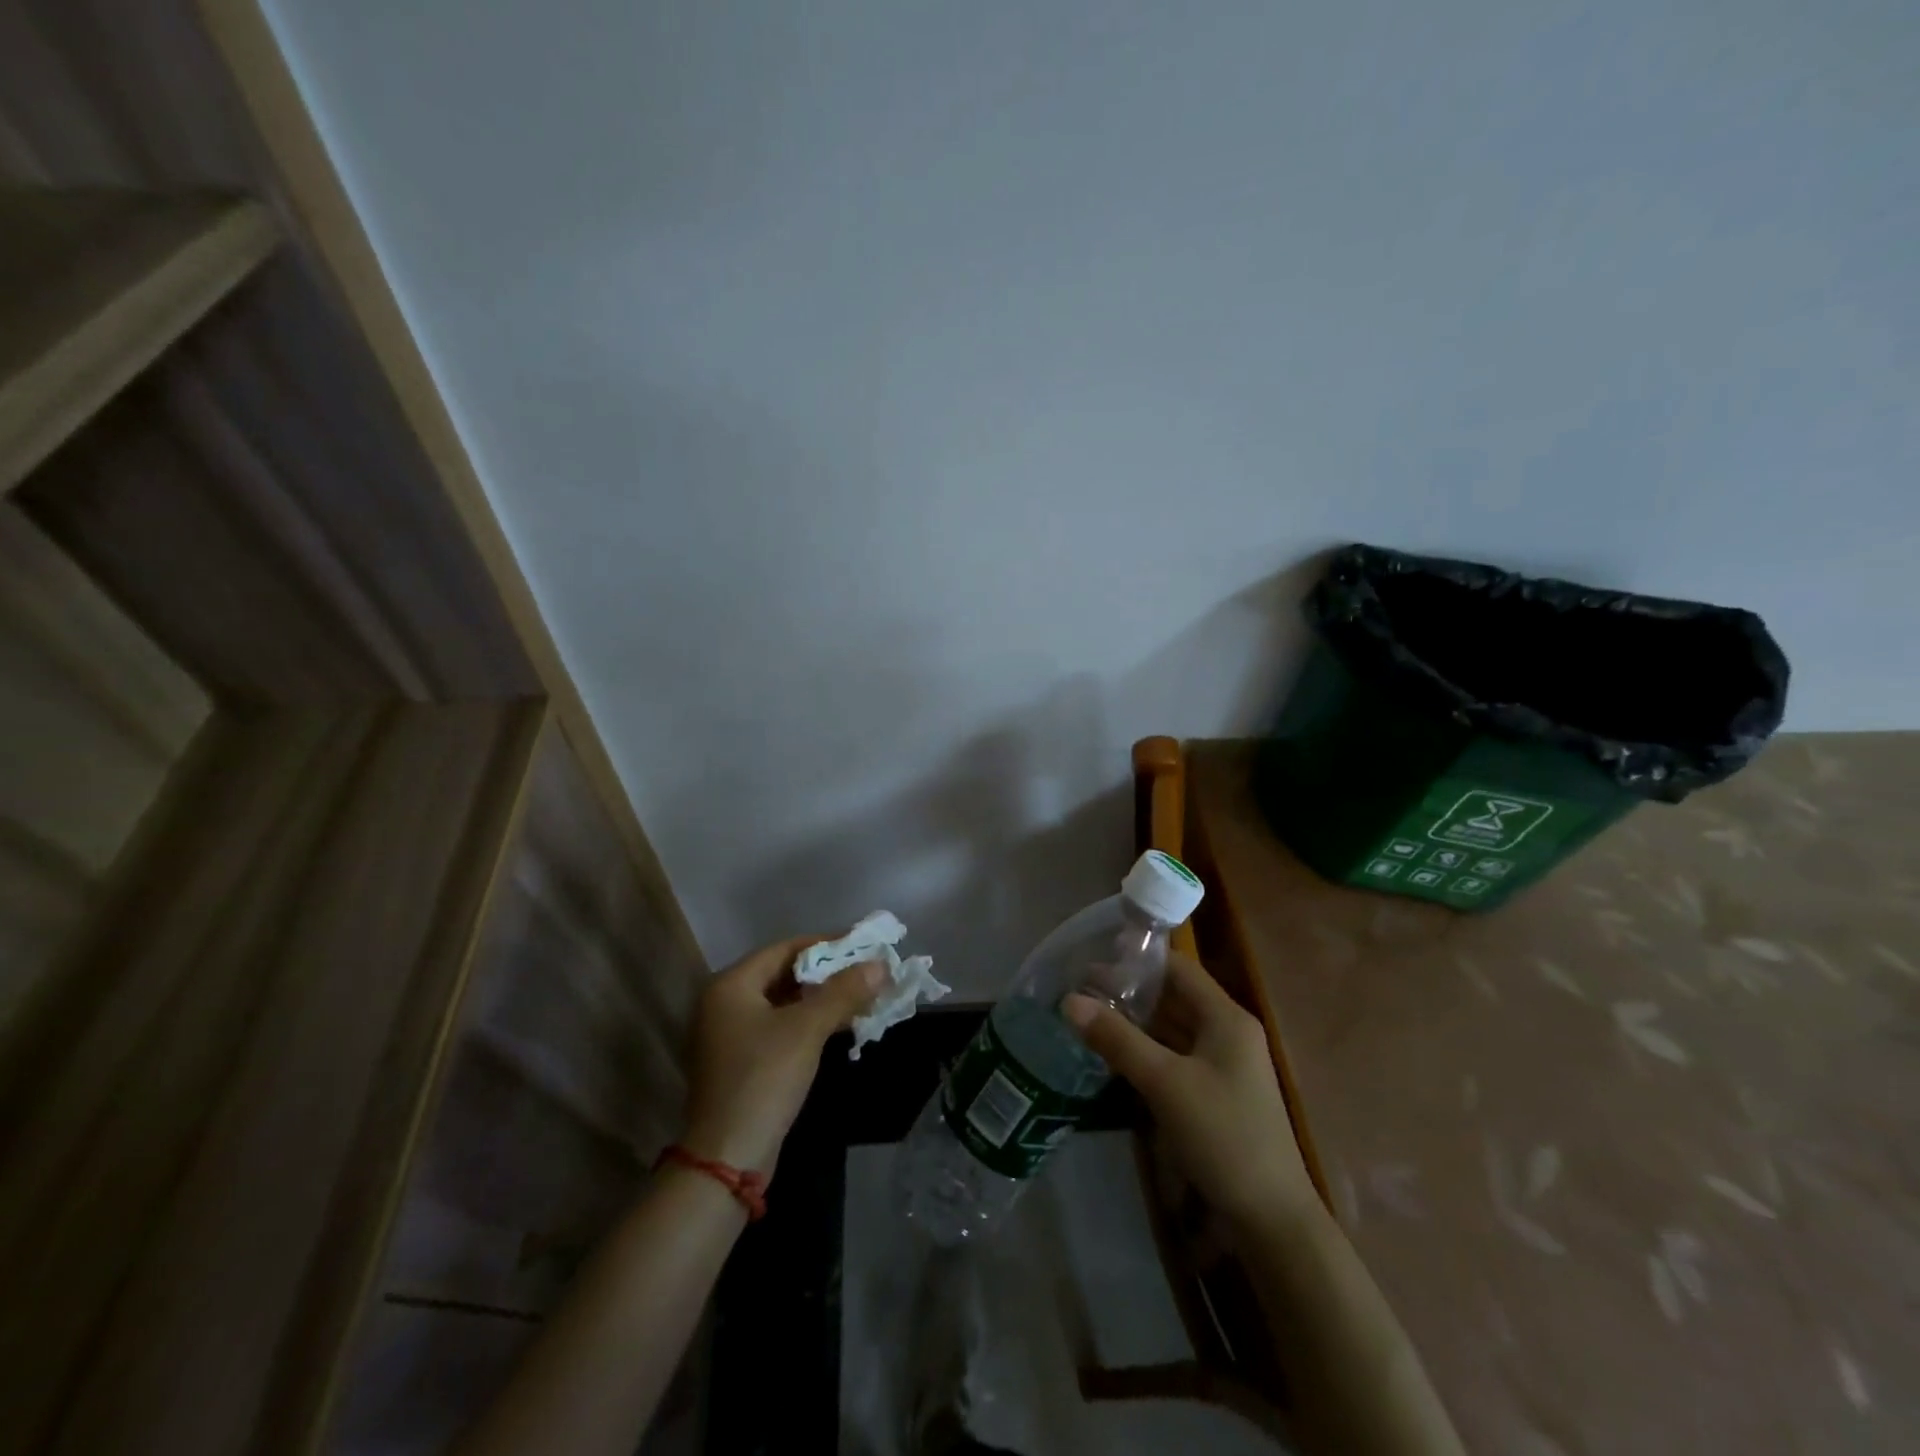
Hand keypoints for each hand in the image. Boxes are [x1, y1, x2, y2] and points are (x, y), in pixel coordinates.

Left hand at [681, 934, 885, 1176]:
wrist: (728, 1158)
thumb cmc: (763, 1079)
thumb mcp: (807, 1030)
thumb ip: (843, 992)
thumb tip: (880, 964)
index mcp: (730, 985)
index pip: (784, 949)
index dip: (825, 944)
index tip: (862, 945)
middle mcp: (725, 1003)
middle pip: (784, 974)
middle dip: (827, 973)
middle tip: (866, 971)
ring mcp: (730, 1035)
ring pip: (784, 1003)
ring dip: (822, 999)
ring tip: (862, 996)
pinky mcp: (742, 1062)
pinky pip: (780, 1028)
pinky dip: (809, 1023)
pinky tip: (841, 1026)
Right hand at [1064, 954, 1315, 1232]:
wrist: (1271, 1219)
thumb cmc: (1223, 1136)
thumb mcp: (1165, 1083)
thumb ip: (1117, 1039)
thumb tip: (1069, 1000)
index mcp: (1226, 1017)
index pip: (1178, 968)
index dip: (1138, 959)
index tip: (1094, 957)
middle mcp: (1227, 1032)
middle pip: (1173, 997)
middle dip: (1129, 991)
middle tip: (1079, 988)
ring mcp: (1222, 1065)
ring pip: (1172, 1028)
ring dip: (1134, 1021)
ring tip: (1088, 1015)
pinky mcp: (1213, 1093)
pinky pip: (1174, 1056)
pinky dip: (1145, 1049)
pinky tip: (1113, 1053)